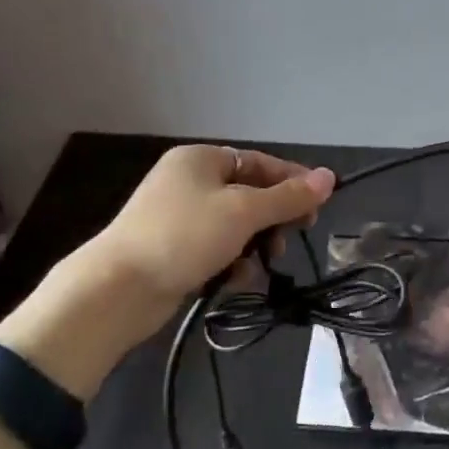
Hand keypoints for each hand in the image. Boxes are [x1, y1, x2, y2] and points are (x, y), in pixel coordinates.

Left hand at [0, 146, 334, 397]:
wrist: (118, 289)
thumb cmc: (184, 237)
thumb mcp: (244, 212)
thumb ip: (288, 197)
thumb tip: (330, 177)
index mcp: (201, 159)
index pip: (261, 163)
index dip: (293, 183)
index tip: (319, 209)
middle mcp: (189, 181)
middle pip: (249, 195)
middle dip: (272, 221)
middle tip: (285, 243)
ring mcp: (179, 217)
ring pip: (235, 226)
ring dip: (253, 246)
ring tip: (258, 267)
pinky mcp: (174, 249)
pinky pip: (216, 249)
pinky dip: (230, 262)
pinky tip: (234, 282)